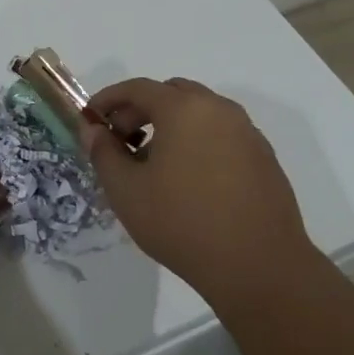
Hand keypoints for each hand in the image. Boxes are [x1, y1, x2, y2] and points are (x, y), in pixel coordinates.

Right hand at [83, 77, 313, 296]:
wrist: (258, 265)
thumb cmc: (182, 223)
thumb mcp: (126, 191)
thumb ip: (103, 153)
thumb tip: (92, 129)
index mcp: (184, 108)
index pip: (137, 88)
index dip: (107, 100)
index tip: (90, 120)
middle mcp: (219, 109)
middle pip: (171, 94)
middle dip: (140, 110)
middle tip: (121, 142)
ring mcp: (246, 132)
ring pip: (199, 113)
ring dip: (170, 126)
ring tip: (153, 165)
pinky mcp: (263, 157)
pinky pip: (221, 135)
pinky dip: (197, 141)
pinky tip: (188, 181)